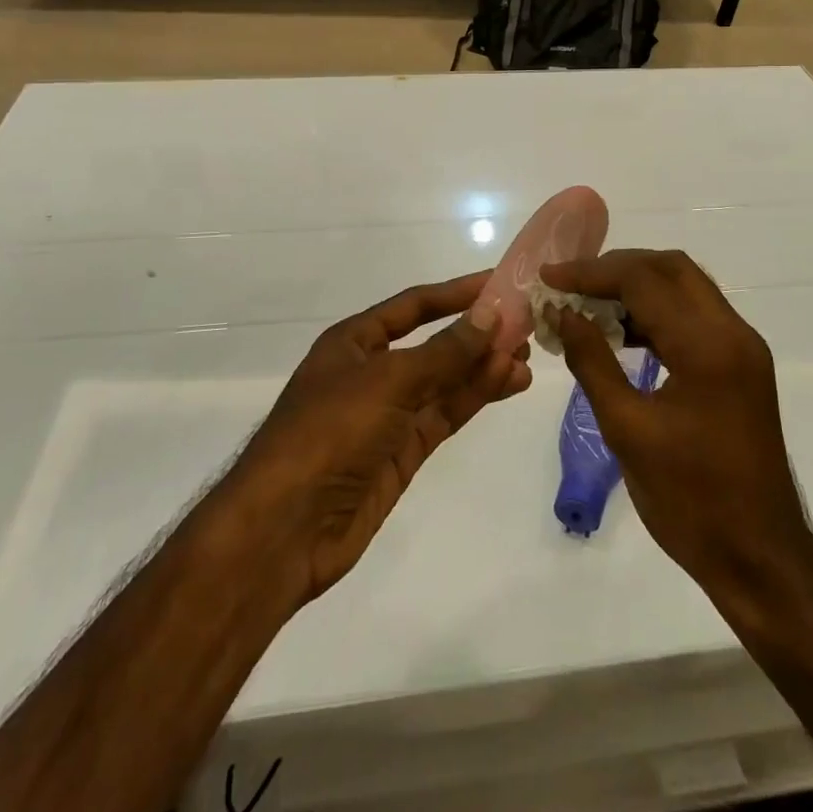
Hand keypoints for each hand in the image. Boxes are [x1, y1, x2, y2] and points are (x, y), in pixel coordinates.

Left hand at [228, 272, 532, 603]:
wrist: (285, 529)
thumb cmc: (330, 432)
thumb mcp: (389, 380)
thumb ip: (445, 351)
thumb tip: (491, 314)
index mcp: (354, 342)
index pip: (414, 306)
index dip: (456, 293)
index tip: (499, 282)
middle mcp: (372, 372)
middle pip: (434, 343)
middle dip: (477, 333)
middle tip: (526, 323)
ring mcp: (388, 415)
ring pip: (445, 381)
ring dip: (484, 366)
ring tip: (527, 354)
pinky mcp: (403, 452)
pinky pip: (445, 414)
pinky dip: (476, 397)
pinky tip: (509, 382)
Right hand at [542, 250, 812, 602]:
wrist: (760, 558)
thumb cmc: (690, 500)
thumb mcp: (627, 430)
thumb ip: (592, 361)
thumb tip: (563, 313)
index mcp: (708, 346)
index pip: (644, 280)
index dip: (591, 272)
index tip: (549, 277)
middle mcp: (733, 332)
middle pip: (671, 268)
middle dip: (617, 268)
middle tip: (572, 284)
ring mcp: (743, 348)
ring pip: (686, 288)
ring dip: (638, 286)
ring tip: (590, 305)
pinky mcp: (742, 365)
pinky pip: (696, 316)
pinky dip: (658, 311)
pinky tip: (624, 333)